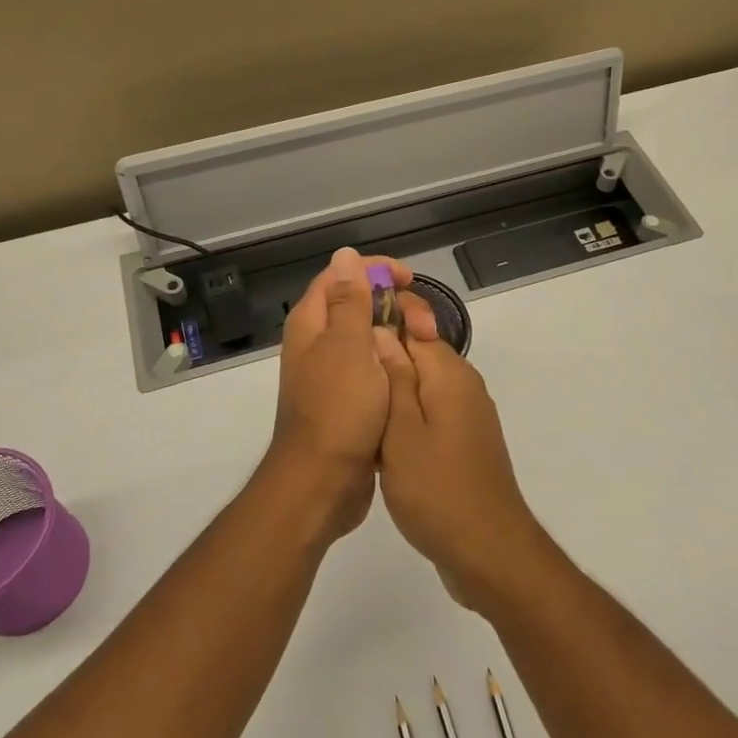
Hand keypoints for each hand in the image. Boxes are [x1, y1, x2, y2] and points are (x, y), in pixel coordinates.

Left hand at [262, 248, 425, 542]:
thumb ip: (348, 300)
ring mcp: (331, 372)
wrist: (323, 482)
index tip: (410, 281)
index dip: (375, 269)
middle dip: (393, 305)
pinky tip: (415, 370)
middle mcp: (317, 342)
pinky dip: (394, 361)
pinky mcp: (346, 399)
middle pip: (357, 304)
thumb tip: (344, 254)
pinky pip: (372, 366)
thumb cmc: (338, 409)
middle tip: (425, 324)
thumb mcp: (348, 346)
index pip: (341, 275)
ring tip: (426, 345)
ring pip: (368, 337)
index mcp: (312, 323)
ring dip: (397, 334)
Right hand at [376, 318, 548, 610]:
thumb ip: (393, 378)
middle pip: (418, 356)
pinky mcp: (465, 443)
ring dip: (392, 394)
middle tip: (342, 376)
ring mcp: (468, 417)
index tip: (347, 335)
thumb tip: (382, 330)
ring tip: (354, 407)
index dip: (381, 324)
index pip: (415, 326)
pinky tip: (380, 441)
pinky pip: (430, 415)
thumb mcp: (401, 430)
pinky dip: (405, 420)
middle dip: (383, 361)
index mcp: (450, 374)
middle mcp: (464, 387)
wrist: (487, 552)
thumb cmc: (436, 489)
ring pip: (421, 388)